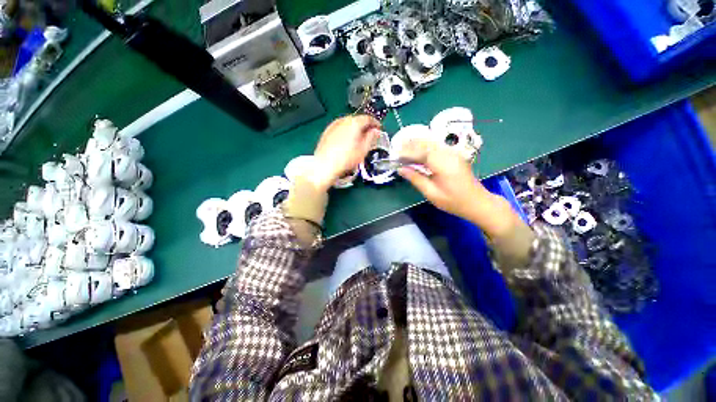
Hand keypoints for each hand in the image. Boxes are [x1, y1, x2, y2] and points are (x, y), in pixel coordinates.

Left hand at [310, 115, 380, 191]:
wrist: (325, 165)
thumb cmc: (346, 159)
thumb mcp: (363, 150)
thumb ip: (371, 138)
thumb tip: (376, 131)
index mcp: (354, 123)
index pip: (368, 118)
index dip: (375, 123)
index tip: (379, 129)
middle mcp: (343, 120)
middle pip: (357, 119)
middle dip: (364, 126)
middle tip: (369, 134)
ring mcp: (333, 125)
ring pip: (348, 123)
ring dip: (355, 128)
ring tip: (358, 138)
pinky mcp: (327, 131)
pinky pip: (340, 128)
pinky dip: (346, 131)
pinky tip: (346, 141)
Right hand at [398, 140, 522, 238]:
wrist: (477, 202)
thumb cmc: (454, 201)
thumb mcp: (432, 193)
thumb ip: (416, 179)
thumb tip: (401, 169)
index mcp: (443, 165)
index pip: (421, 152)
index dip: (407, 152)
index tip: (395, 155)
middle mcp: (449, 154)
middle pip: (426, 143)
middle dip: (410, 145)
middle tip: (396, 149)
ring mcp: (453, 153)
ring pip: (432, 142)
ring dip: (417, 144)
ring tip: (403, 148)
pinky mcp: (454, 155)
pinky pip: (437, 146)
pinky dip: (425, 146)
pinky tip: (417, 151)